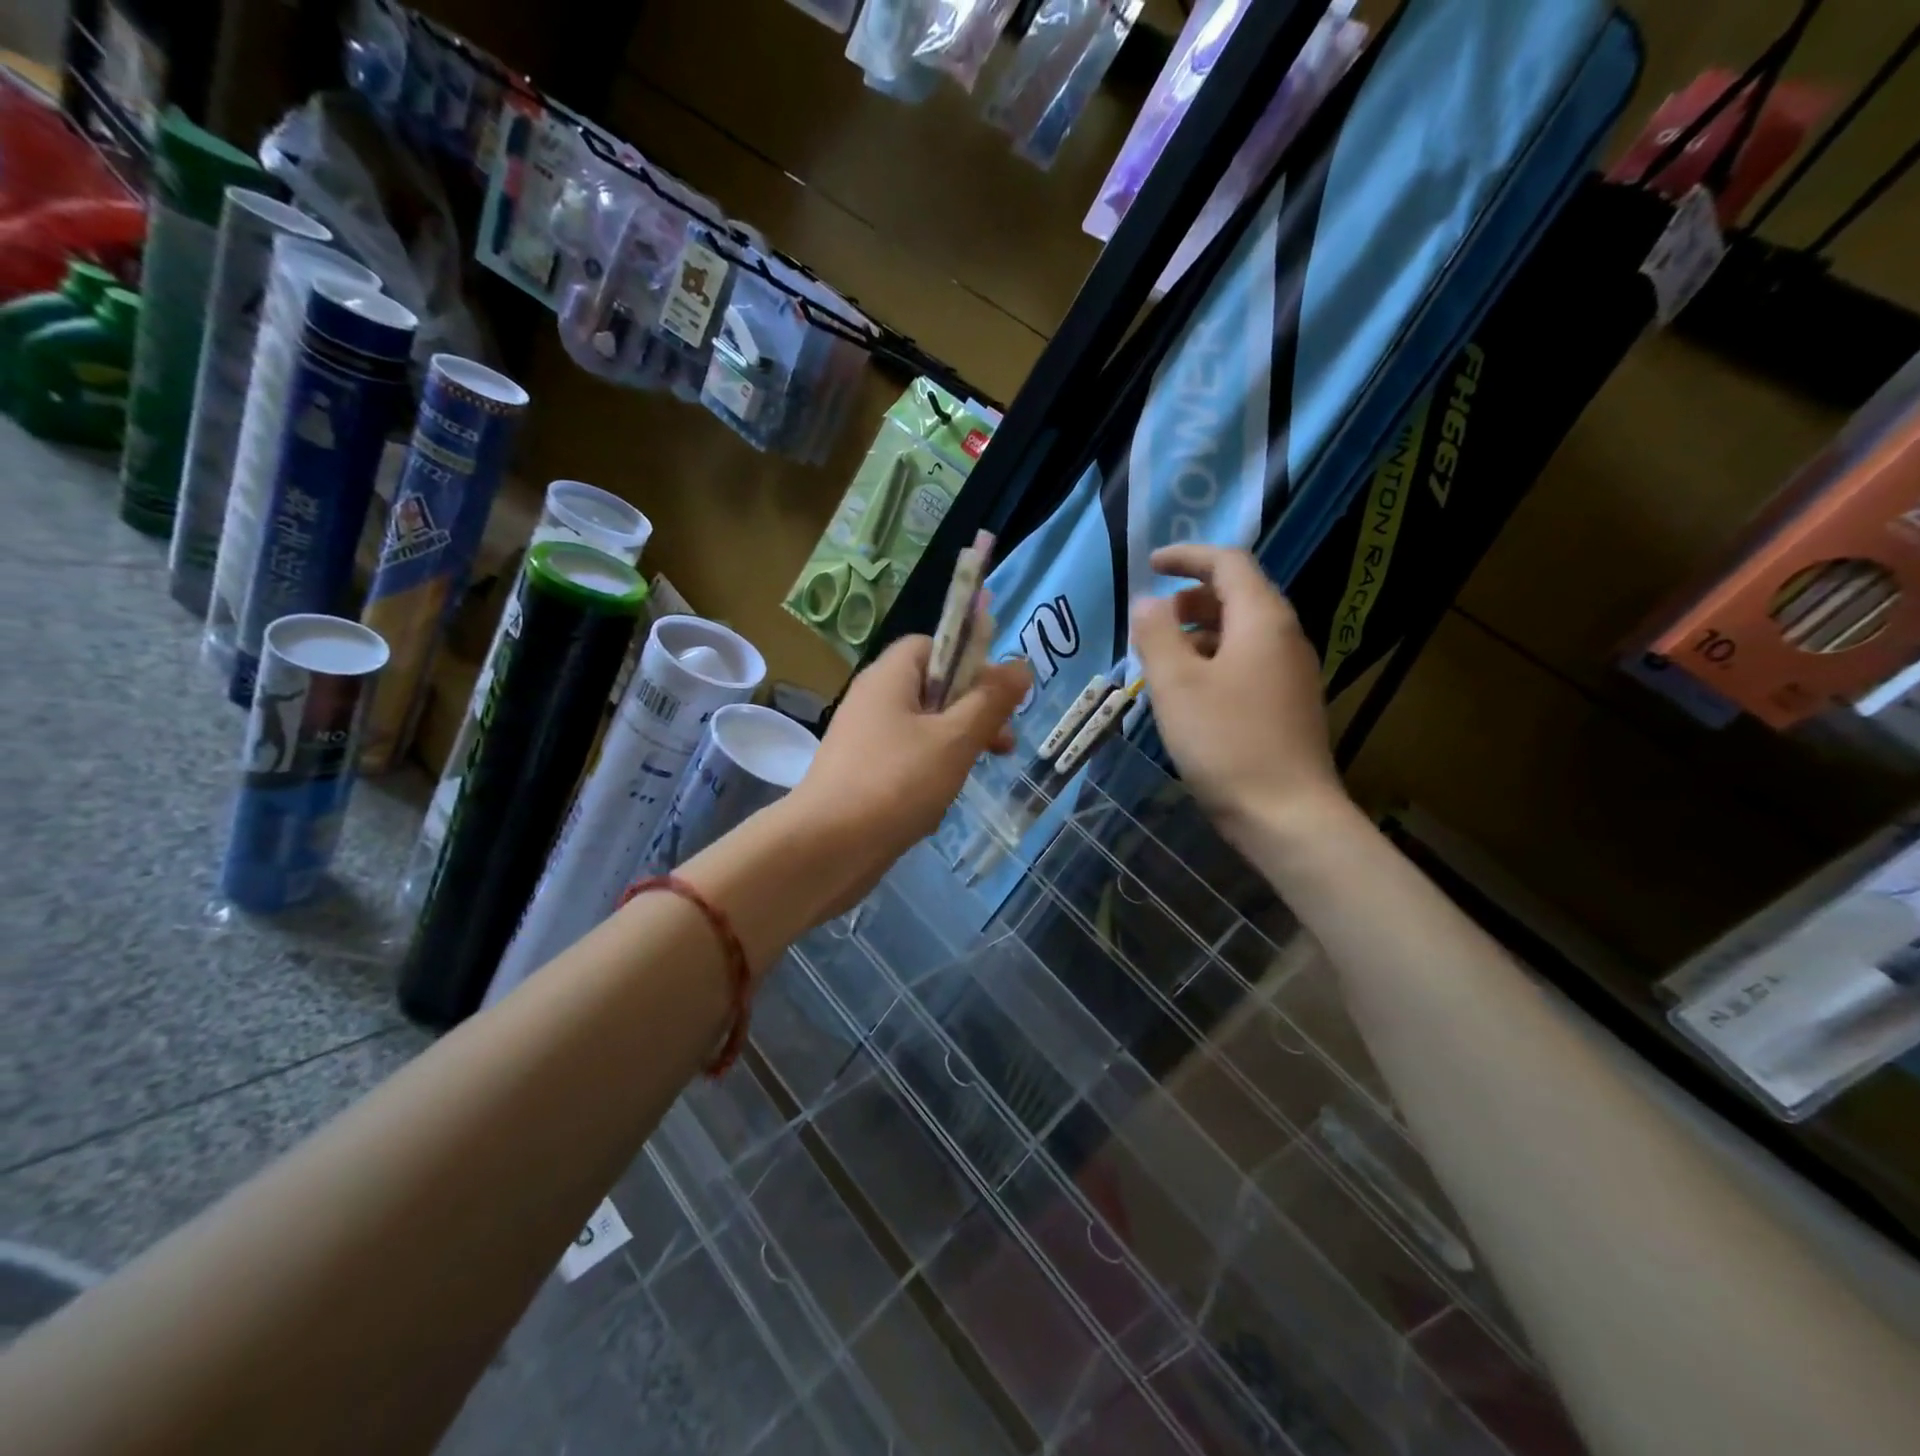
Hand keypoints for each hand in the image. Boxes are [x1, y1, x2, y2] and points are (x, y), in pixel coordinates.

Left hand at [781, 636, 1029, 916]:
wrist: (827, 848)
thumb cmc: (896, 783)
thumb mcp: (955, 739)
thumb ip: (990, 701)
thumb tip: (1020, 665)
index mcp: (889, 676)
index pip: (932, 644)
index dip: (968, 661)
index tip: (996, 695)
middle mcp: (873, 700)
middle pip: (932, 688)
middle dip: (972, 712)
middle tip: (1002, 743)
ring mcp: (864, 739)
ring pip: (923, 729)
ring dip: (955, 747)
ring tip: (974, 774)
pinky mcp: (862, 775)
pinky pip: (905, 761)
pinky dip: (928, 774)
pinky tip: (939, 804)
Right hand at [1132, 544, 1349, 847]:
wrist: (1286, 814)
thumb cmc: (1225, 742)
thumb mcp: (1176, 684)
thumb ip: (1156, 634)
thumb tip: (1148, 602)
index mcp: (1263, 619)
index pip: (1228, 563)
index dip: (1187, 556)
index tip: (1150, 564)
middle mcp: (1285, 637)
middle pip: (1238, 595)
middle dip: (1190, 598)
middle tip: (1151, 623)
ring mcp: (1292, 672)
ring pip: (1242, 632)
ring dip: (1199, 633)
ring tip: (1162, 661)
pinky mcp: (1289, 704)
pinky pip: (1248, 662)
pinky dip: (1215, 660)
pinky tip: (1190, 694)